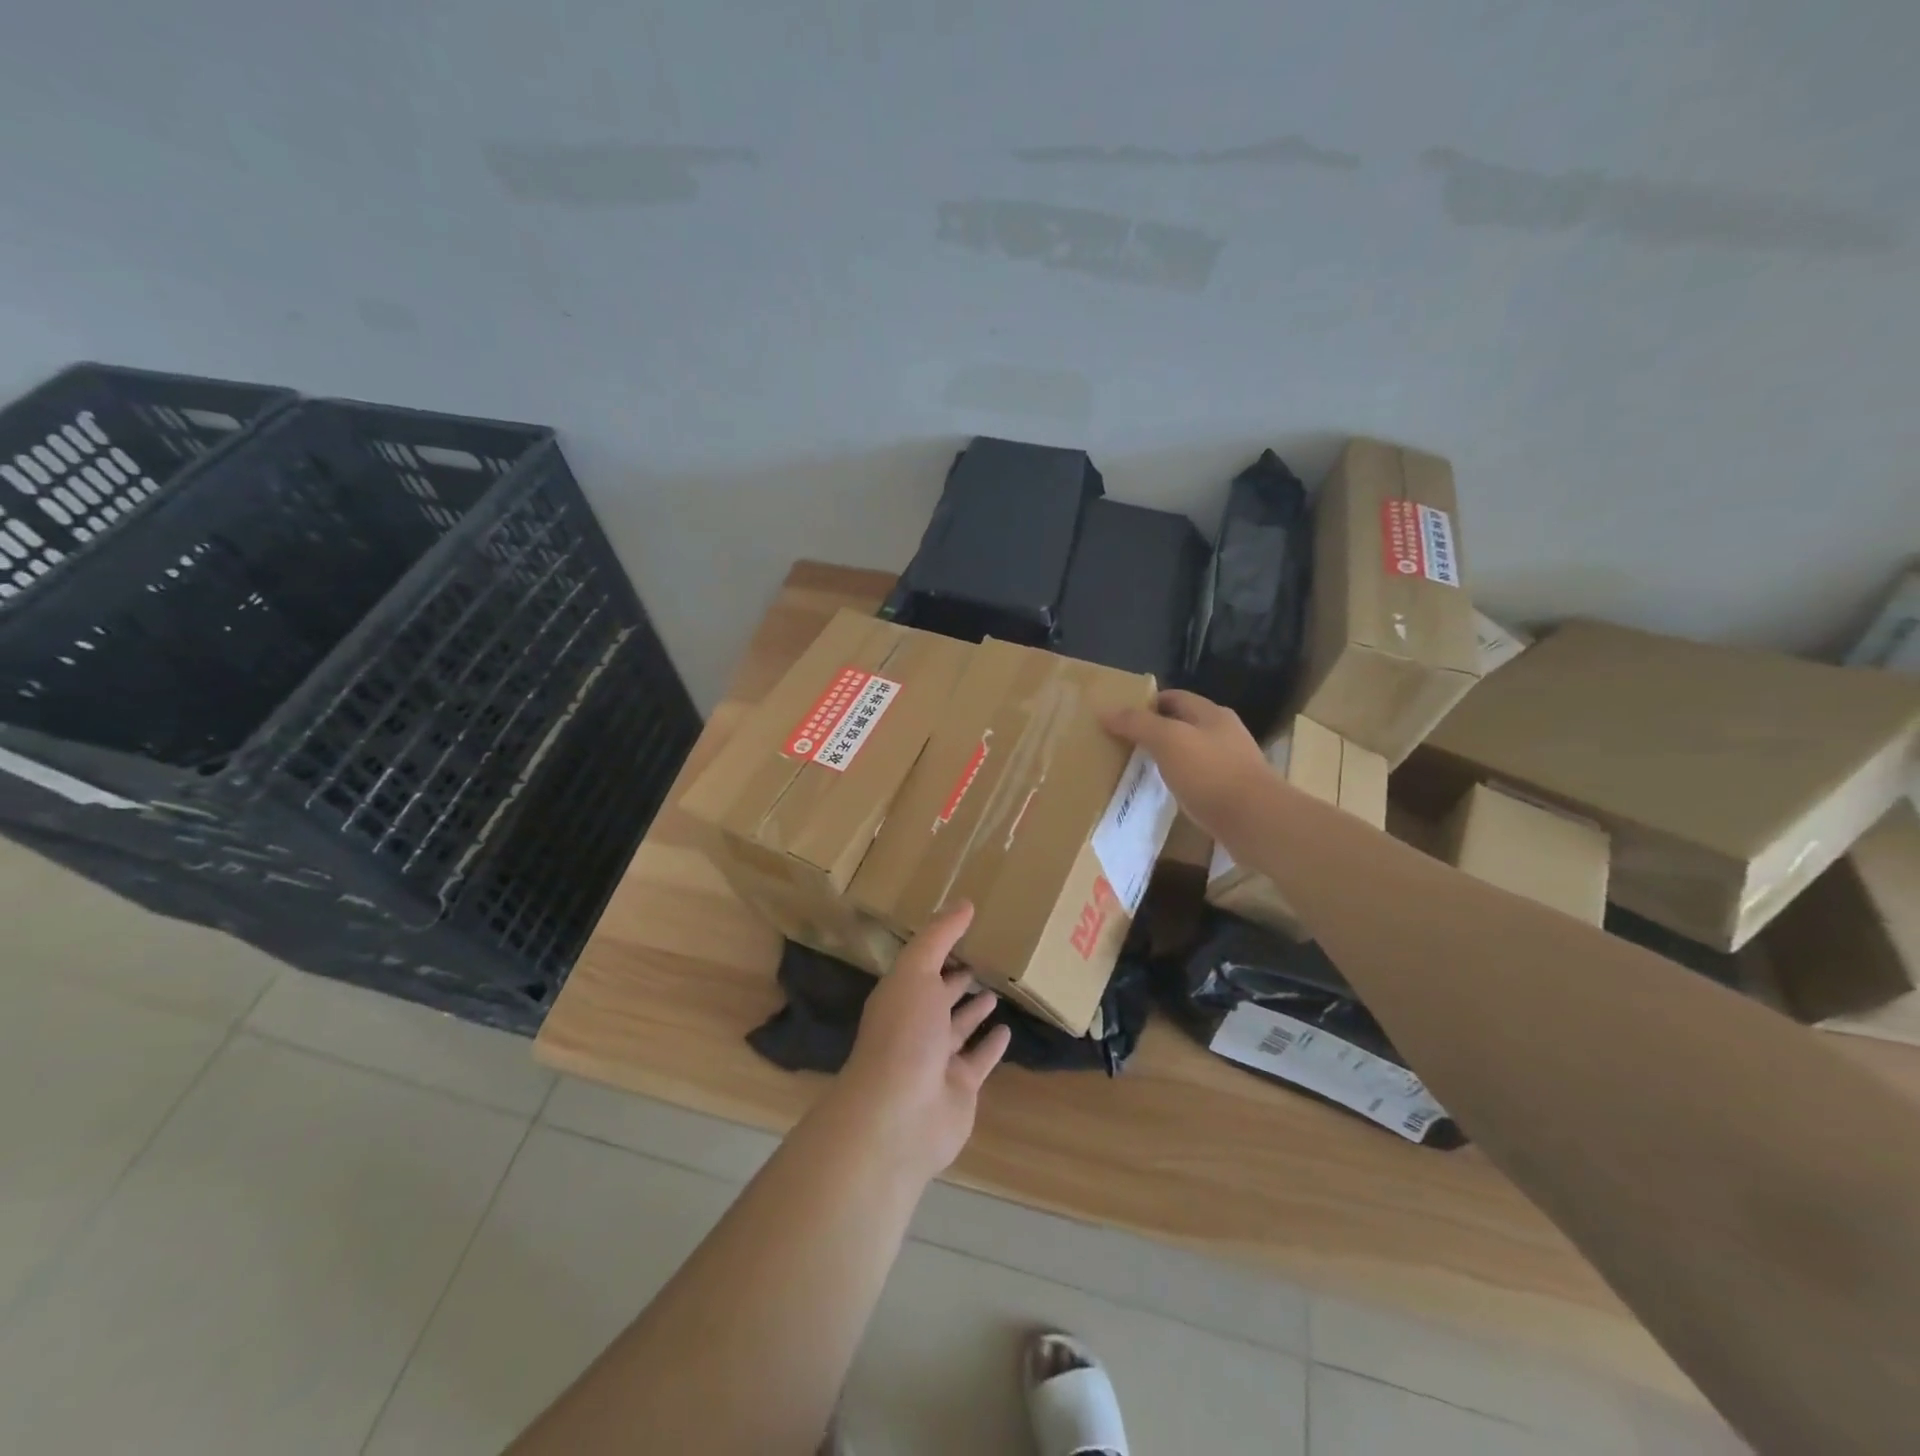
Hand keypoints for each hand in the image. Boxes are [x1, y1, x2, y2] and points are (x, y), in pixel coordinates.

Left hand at [828, 902, 1012, 1182]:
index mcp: (901, 995)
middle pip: (940, 996)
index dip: (942, 948)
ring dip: (975, 1010)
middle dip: (958, 978)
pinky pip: (979, 1059)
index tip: (968, 927)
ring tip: (998, 989)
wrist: (900, 1114)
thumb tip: (964, 902)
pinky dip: (991, 1045)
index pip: (923, 965)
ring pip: (960, 1028)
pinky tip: (1008, 1030)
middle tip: (988, 956)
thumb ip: (939, 937)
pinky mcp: (961, 1087)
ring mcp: (938, 1059)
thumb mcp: (916, 971)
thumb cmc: (904, 1033)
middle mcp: (916, 1025)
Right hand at [1102, 689, 1268, 836]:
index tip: (1120, 718)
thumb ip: (1137, 724)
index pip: (1174, 697)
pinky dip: (1181, 780)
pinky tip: (1168, 793)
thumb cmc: (1211, 773)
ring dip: (1169, 757)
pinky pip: (1200, 778)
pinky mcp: (1233, 791)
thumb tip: (1105, 710)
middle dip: (1156, 731)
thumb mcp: (1168, 741)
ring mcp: (1232, 763)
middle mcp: (1224, 733)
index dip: (1147, 704)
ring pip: (1192, 752)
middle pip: (1184, 723)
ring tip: (1141, 770)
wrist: (1256, 821)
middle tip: (1125, 745)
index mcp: (1211, 714)